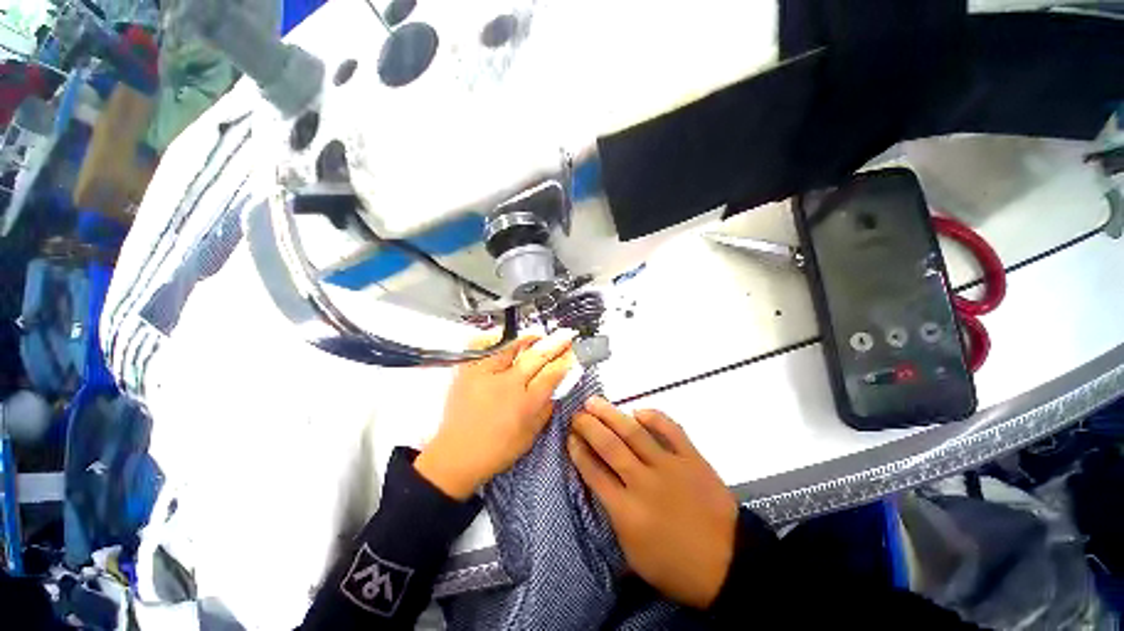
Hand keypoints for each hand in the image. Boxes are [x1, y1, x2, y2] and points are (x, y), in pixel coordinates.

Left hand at [414, 332, 574, 499]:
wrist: (455, 455)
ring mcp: (487, 374)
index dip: (564, 362)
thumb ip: (544, 412)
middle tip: (565, 336)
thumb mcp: (529, 437)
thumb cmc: (495, 450)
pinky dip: (494, 340)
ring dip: (530, 339)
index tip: (570, 354)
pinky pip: (483, 347)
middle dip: (555, 345)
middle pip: (537, 357)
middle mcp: (509, 384)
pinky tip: (504, 337)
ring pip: (513, 348)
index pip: (551, 374)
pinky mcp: (468, 371)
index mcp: (527, 402)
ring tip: (540, 335)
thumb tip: (553, 392)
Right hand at [568, 399, 737, 608]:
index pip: (594, 473)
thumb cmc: (677, 567)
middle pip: (609, 447)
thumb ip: (614, 520)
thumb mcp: (634, 557)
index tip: (570, 437)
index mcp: (626, 512)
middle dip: (589, 427)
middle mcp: (643, 483)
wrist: (730, 564)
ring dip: (611, 415)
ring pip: (633, 433)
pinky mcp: (692, 458)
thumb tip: (601, 487)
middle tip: (577, 414)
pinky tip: (638, 411)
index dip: (578, 451)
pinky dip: (654, 417)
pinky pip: (670, 430)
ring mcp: (669, 467)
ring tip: (594, 402)